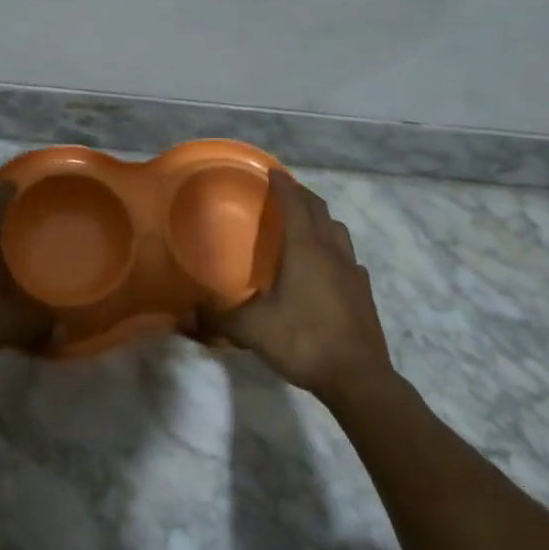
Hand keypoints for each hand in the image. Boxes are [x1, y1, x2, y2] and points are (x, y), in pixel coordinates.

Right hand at [198, 172, 392, 399]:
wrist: (358, 379)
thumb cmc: (304, 341)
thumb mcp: (253, 330)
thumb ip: (218, 319)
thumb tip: (184, 316)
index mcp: (305, 249)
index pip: (295, 203)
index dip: (283, 184)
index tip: (272, 170)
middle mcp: (331, 251)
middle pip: (319, 209)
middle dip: (302, 195)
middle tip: (284, 191)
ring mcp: (352, 271)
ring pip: (338, 231)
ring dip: (321, 219)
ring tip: (306, 223)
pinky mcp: (363, 292)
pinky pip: (349, 258)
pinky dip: (335, 250)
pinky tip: (327, 267)